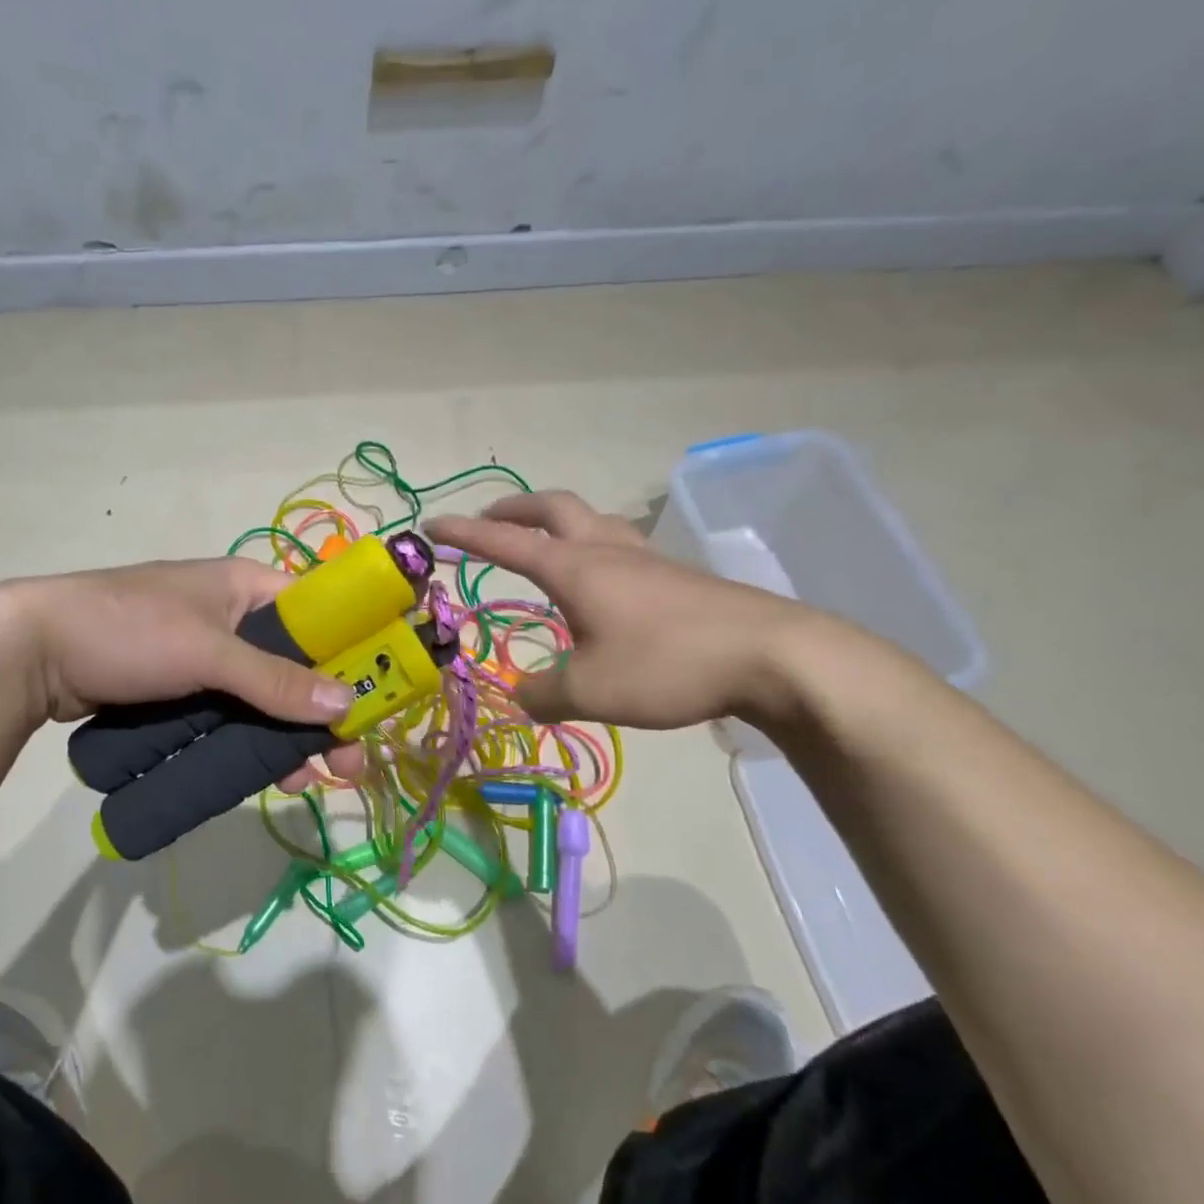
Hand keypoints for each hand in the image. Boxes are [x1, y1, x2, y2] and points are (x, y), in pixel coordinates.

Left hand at [4, 558, 367, 789]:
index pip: (319, 613)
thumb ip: (275, 679)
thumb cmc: (128, 631)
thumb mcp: (207, 652)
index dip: (351, 653)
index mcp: (246, 586)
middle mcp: (234, 617)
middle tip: (346, 760)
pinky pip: (232, 714)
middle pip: (296, 664)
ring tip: (307, 781)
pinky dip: (252, 741)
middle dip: (322, 711)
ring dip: (289, 735)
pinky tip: (270, 776)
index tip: (372, 701)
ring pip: (265, 696)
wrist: (34, 652)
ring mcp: (207, 655)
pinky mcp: (183, 688)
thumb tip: (347, 703)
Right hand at [427, 491, 818, 730]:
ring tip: (543, 544)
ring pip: (593, 521)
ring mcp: (647, 561)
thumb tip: (523, 694)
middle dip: (514, 509)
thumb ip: (543, 693)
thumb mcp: (589, 690)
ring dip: (557, 522)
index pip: (505, 543)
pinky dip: (592, 549)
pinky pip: (621, 548)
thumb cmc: (666, 664)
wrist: (772, 656)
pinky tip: (601, 586)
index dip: (464, 534)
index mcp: (575, 568)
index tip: (432, 525)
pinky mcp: (677, 580)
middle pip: (554, 508)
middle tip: (489, 518)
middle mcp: (607, 552)